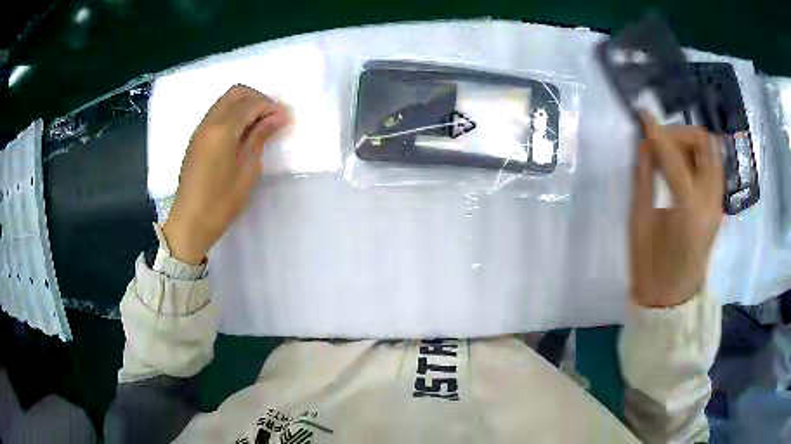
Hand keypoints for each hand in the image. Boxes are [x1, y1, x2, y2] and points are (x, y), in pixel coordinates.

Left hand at [163, 85, 289, 263]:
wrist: (190, 222)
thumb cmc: (222, 201)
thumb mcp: (247, 169)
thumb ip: (260, 137)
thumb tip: (277, 116)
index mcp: (222, 129)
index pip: (250, 104)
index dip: (270, 107)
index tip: (284, 120)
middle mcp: (208, 123)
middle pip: (235, 94)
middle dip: (257, 99)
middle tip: (271, 117)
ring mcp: (200, 130)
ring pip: (224, 102)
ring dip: (244, 106)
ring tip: (259, 126)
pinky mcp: (196, 140)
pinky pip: (216, 115)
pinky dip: (232, 115)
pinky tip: (242, 134)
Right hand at [630, 115, 722, 307]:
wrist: (672, 298)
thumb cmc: (650, 267)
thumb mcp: (640, 221)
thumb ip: (644, 177)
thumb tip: (644, 144)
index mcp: (687, 210)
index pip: (673, 155)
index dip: (655, 131)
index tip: (642, 114)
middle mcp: (710, 201)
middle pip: (704, 144)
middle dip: (680, 132)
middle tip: (659, 140)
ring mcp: (718, 204)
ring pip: (712, 153)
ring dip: (691, 143)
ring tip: (670, 153)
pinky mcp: (718, 207)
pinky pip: (713, 168)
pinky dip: (698, 157)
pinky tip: (682, 167)